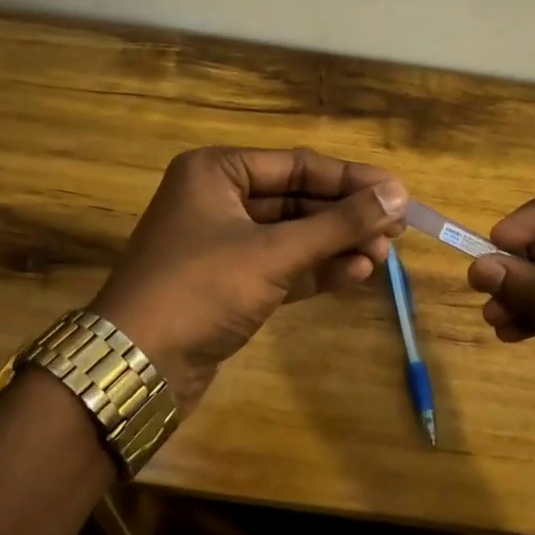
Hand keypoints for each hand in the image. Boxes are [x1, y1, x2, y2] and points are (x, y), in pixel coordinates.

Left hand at [90, 147, 407, 410]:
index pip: (298, 166)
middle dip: (346, 216)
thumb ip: (339, 224)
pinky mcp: (229, 284)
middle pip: (298, 200)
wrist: (136, 368)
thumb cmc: (201, 289)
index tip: (399, 192)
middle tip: (398, 229)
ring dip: (337, 244)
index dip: (352, 179)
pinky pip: (282, 266)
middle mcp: (218, 200)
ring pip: (293, 235)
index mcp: (217, 172)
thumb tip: (398, 195)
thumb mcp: (274, 252)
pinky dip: (317, 269)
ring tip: (383, 256)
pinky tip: (355, 273)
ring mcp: (223, 244)